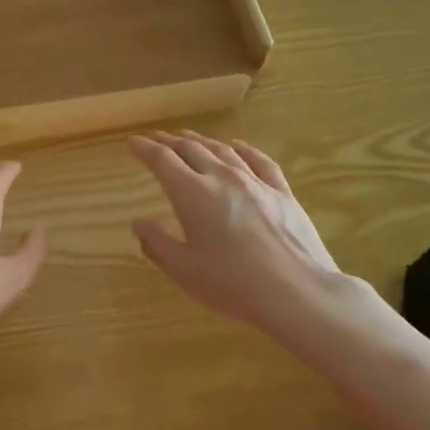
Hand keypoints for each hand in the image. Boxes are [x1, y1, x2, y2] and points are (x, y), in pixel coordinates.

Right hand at [129, 131, 345, 336]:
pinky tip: (237, 146)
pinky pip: (259, 160)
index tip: (133, 142)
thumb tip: (139, 222)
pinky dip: (243, 149)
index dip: (144, 148)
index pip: (161, 160)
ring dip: (201, 141)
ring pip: (222, 150)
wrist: (296, 291)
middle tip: (156, 139)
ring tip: (188, 138)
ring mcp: (254, 181)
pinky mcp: (281, 191)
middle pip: (190, 149)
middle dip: (169, 142)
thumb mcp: (183, 270)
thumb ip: (157, 243)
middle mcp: (221, 177)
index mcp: (191, 193)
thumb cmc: (232, 283)